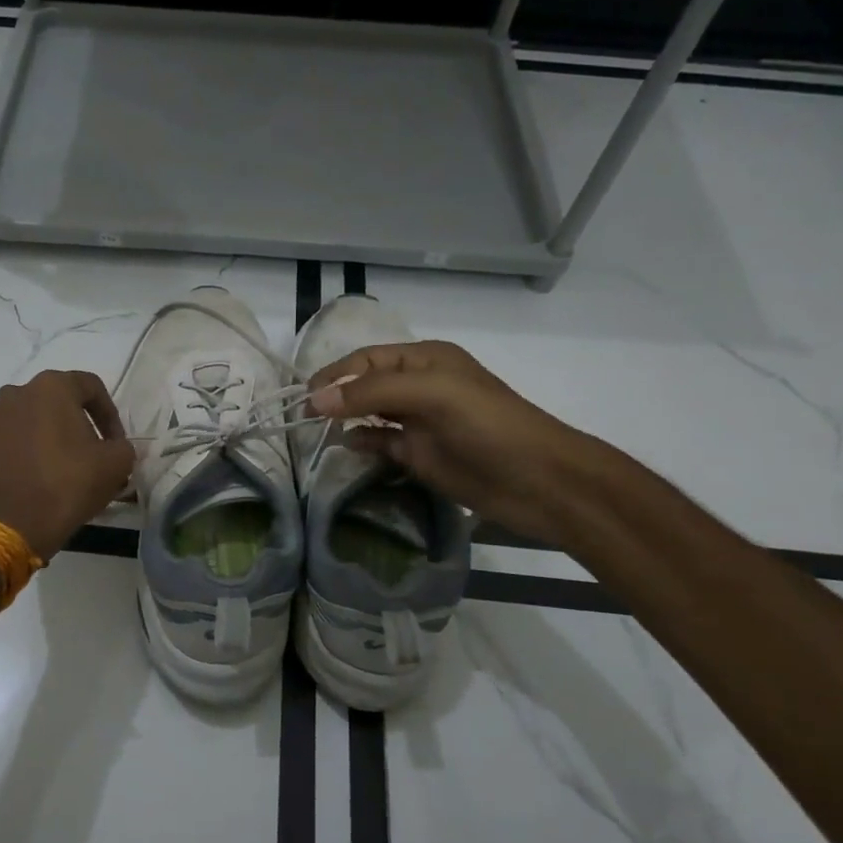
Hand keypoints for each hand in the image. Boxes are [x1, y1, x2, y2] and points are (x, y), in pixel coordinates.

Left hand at [0, 370, 136, 561]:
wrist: (16, 525)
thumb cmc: (70, 484)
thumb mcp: (117, 463)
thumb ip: (123, 446)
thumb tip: (114, 448)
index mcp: (51, 386)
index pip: (91, 387)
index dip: (110, 414)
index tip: (116, 443)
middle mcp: (18, 392)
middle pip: (60, 401)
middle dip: (81, 424)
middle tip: (96, 453)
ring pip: (36, 419)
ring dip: (55, 435)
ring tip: (69, 465)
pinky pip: (16, 437)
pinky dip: (32, 448)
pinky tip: (44, 474)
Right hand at [306, 340, 592, 541]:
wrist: (540, 482)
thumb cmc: (489, 426)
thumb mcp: (433, 394)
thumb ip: (372, 392)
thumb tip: (315, 400)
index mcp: (425, 360)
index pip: (366, 359)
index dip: (334, 374)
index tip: (305, 397)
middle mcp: (419, 386)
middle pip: (365, 384)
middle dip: (334, 395)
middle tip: (301, 415)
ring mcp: (419, 422)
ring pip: (369, 413)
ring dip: (344, 418)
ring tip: (314, 431)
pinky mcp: (420, 455)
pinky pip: (380, 443)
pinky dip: (361, 443)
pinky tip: (346, 447)